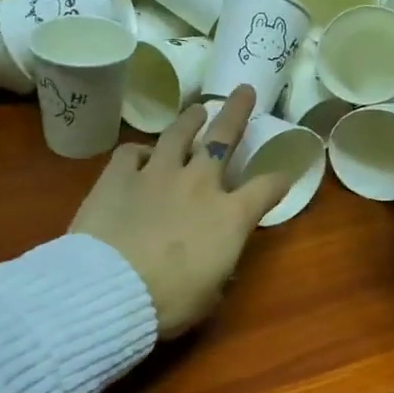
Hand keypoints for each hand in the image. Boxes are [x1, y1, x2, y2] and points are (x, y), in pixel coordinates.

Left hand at [70, 84, 290, 336]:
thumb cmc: (168, 301)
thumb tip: (214, 262)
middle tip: (244, 91)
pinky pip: (131, 152)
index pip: (267, 188)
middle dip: (237, 112)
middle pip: (223, 137)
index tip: (284, 175)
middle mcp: (199, 183)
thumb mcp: (210, 294)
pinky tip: (141, 155)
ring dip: (190, 119)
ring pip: (178, 134)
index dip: (279, 180)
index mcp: (230, 216)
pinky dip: (140, 152)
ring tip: (197, 109)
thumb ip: (218, 268)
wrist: (110, 289)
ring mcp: (156, 174)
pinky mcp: (118, 176)